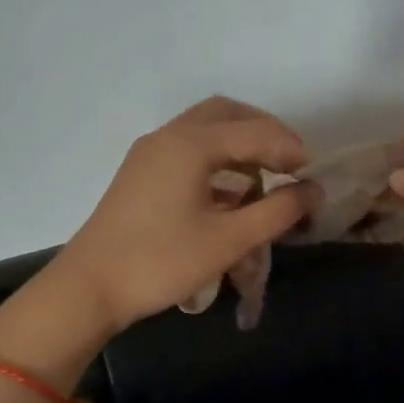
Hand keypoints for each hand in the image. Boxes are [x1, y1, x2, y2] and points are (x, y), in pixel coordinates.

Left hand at [0, 99, 312, 360]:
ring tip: (266, 179)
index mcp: (190, 144)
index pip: (255, 132)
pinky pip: (189, 150)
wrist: (89, 289)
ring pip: (206, 129)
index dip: (291, 150)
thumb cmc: (162, 262)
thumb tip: (314, 190)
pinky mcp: (141, 174)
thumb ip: (278, 211)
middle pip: (228, 114)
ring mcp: (150, 153)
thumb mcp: (229, 240)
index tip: (314, 177)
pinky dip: (219, 160)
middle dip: (265, 133)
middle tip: (291, 164)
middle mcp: (169, 137)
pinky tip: (233, 195)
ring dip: (241, 145)